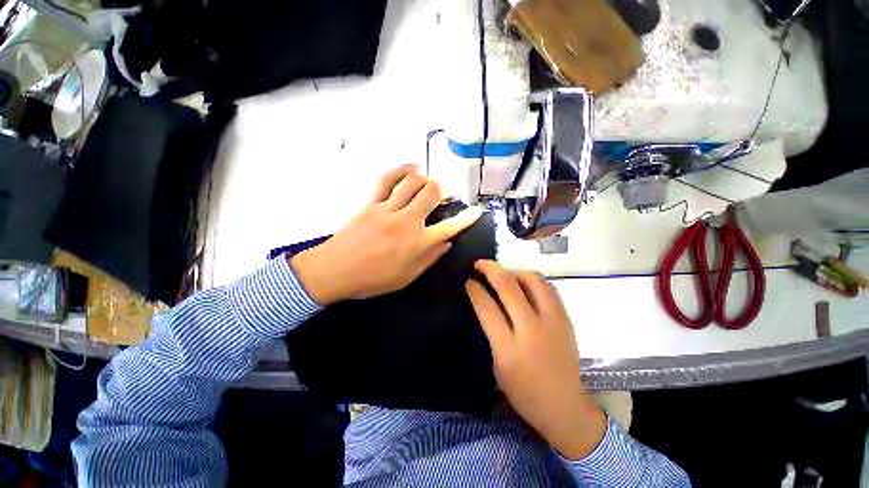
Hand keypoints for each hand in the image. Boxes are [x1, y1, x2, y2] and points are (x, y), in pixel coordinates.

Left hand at [291, 165, 481, 304]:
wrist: (334, 271)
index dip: (466, 219)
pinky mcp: (371, 203)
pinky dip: (400, 170)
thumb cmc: (373, 280)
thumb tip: (447, 243)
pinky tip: (410, 169)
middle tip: (444, 195)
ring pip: (412, 182)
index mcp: (417, 243)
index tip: (476, 211)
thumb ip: (429, 258)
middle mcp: (406, 221)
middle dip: (443, 190)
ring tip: (429, 182)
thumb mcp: (406, 277)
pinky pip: (387, 180)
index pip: (450, 227)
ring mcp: (387, 209)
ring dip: (425, 178)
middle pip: (431, 193)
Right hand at [465, 260, 606, 459]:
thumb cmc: (523, 391)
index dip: (475, 290)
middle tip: (480, 264)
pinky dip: (533, 280)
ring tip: (504, 273)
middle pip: (508, 286)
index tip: (469, 281)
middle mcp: (531, 330)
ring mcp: (553, 322)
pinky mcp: (566, 320)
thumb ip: (492, 330)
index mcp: (509, 348)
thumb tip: (486, 301)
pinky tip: (524, 283)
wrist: (564, 407)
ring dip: (514, 271)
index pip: (487, 308)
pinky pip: (548, 288)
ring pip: (533, 280)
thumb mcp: (497, 364)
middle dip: (490, 269)